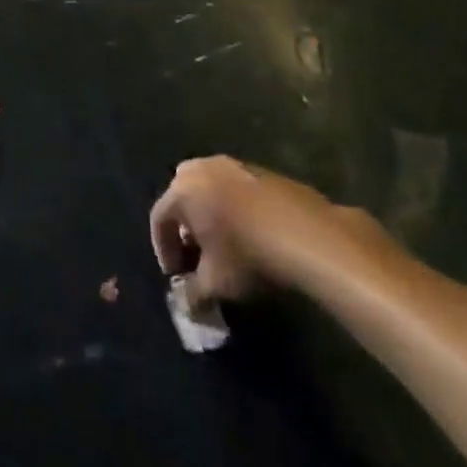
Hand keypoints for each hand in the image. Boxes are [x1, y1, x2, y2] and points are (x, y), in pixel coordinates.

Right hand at [150, 156, 385, 302]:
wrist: (306, 234)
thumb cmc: (248, 256)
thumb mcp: (216, 284)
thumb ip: (192, 293)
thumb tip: (186, 302)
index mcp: (182, 190)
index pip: (159, 218)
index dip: (163, 249)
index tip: (175, 275)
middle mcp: (202, 168)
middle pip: (181, 196)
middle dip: (184, 225)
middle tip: (196, 254)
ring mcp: (233, 164)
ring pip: (209, 188)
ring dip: (209, 213)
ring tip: (223, 243)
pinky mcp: (260, 169)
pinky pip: (234, 188)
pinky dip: (233, 207)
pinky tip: (250, 233)